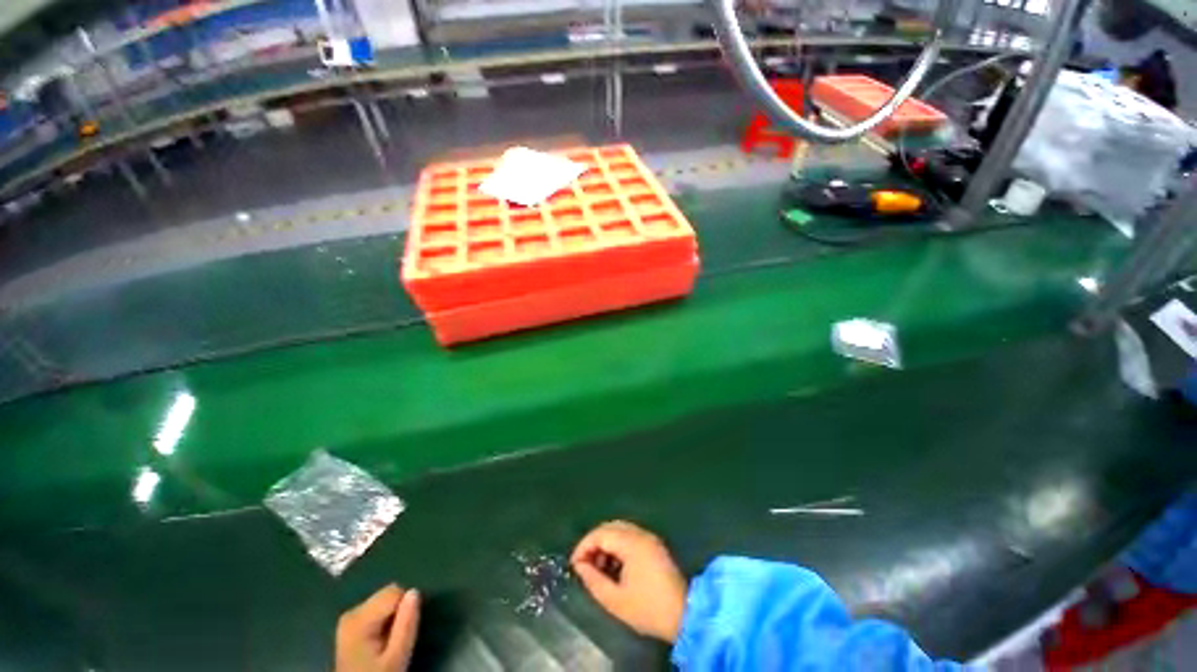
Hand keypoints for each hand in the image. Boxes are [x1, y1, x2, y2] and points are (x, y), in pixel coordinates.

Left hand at [335, 584, 420, 671]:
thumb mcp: (397, 656)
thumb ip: (406, 624)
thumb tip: (414, 592)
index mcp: (359, 618)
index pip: (395, 592)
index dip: (406, 609)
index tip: (403, 632)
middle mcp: (352, 612)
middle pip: (388, 594)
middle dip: (398, 612)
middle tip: (396, 639)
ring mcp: (349, 618)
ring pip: (384, 601)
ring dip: (392, 617)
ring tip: (388, 641)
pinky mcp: (351, 624)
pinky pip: (377, 609)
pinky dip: (384, 621)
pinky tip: (380, 641)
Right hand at [571, 521, 687, 642]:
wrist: (685, 614)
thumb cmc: (648, 608)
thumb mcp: (615, 600)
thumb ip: (593, 580)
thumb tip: (580, 567)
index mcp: (631, 542)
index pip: (601, 533)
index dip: (584, 546)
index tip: (574, 564)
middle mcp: (641, 533)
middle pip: (610, 527)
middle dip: (594, 543)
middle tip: (584, 565)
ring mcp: (649, 538)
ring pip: (620, 530)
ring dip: (606, 544)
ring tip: (598, 568)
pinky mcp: (655, 545)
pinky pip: (630, 536)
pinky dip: (618, 546)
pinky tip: (614, 566)